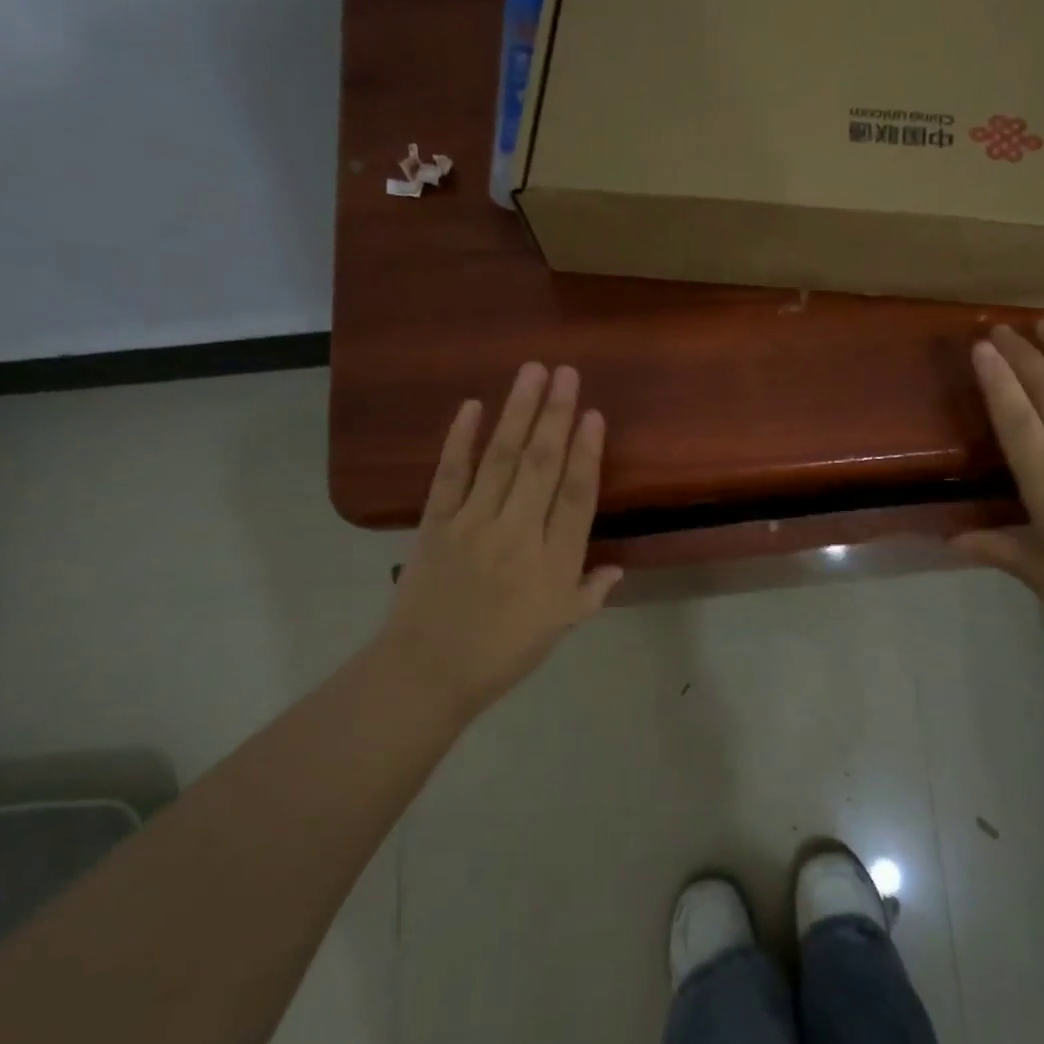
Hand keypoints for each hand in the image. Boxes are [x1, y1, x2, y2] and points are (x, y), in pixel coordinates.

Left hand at [372, 363, 622, 718]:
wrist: (427, 672)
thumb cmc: (502, 654)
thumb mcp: (558, 628)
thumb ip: (589, 593)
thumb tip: (616, 567)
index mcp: (554, 563)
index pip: (576, 496)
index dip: (586, 453)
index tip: (593, 414)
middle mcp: (517, 534)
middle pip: (540, 465)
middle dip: (555, 415)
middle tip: (566, 373)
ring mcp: (473, 525)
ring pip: (500, 459)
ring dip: (517, 412)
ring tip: (531, 372)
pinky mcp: (435, 524)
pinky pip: (450, 475)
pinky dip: (460, 439)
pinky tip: (472, 406)